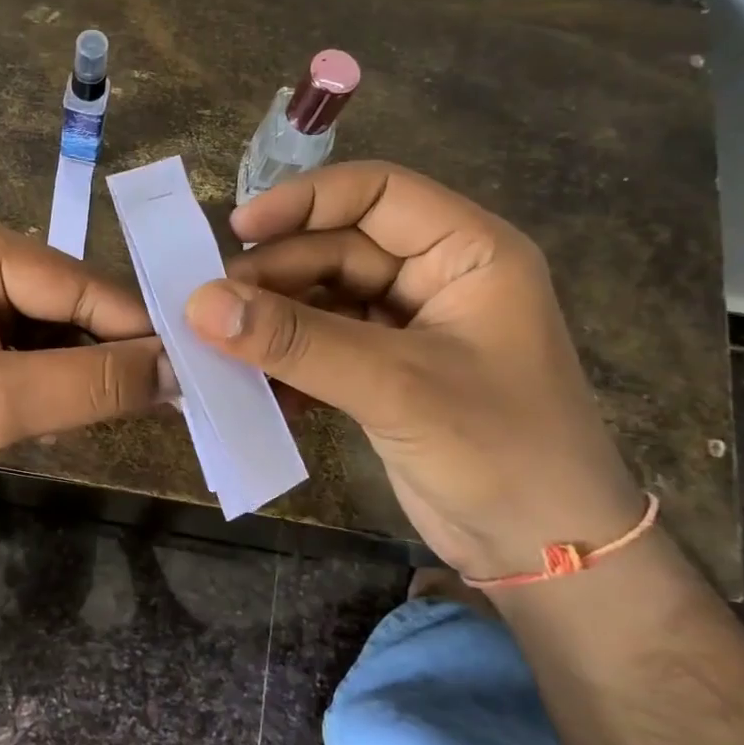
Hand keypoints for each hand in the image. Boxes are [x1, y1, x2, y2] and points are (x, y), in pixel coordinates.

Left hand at [0, 210, 172, 503]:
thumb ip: (91, 384)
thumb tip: (177, 370)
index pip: (82, 285)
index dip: (140, 332)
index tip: (196, 374)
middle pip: (70, 305)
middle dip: (107, 357)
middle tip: (169, 405)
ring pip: (52, 330)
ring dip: (78, 375)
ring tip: (116, 416)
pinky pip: (25, 348)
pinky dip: (47, 382)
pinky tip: (57, 415)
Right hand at [185, 162, 643, 580]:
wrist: (544, 551)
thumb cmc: (497, 450)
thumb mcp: (394, 386)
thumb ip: (297, 341)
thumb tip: (199, 304)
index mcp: (467, 252)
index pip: (377, 192)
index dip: (305, 200)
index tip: (236, 231)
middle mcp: (436, 278)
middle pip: (338, 249)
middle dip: (276, 275)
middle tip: (212, 307)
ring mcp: (408, 328)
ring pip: (322, 300)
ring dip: (273, 321)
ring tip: (219, 345)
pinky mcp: (384, 373)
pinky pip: (321, 347)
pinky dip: (287, 361)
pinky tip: (257, 386)